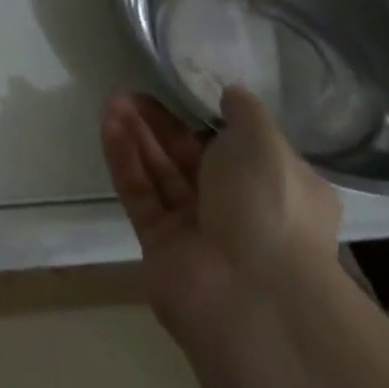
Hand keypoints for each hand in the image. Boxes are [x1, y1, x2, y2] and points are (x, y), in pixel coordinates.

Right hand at [101, 87, 340, 346]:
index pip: (241, 149)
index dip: (211, 120)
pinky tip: (109, 124)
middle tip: (133, 91)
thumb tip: (231, 94)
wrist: (252, 296)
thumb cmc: (270, 207)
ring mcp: (198, 230)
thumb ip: (244, 112)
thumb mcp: (265, 141)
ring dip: (138, 135)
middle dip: (162, 123)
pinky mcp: (160, 245)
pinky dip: (124, 159)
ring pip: (162, 173)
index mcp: (279, 190)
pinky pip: (140, 193)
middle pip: (192, 157)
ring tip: (114, 99)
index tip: (183, 91)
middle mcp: (241, 211)